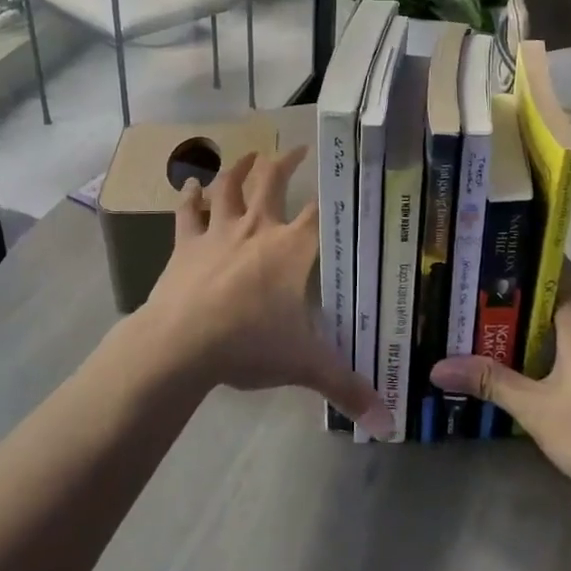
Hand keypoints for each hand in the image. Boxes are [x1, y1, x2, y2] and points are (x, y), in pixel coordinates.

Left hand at [135, 146, 392, 437]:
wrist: (182, 343)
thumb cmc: (249, 344)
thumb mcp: (305, 366)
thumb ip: (347, 388)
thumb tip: (387, 421)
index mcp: (291, 249)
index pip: (321, 213)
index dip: (334, 194)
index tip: (345, 178)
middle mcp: (257, 229)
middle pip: (273, 182)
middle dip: (286, 162)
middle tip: (297, 149)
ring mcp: (219, 232)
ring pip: (229, 187)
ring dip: (239, 168)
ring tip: (249, 154)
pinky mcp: (186, 245)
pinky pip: (188, 213)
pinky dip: (189, 197)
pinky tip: (190, 184)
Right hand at [429, 265, 570, 508]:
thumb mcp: (536, 410)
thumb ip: (490, 382)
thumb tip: (437, 368)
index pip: (550, 267)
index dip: (516, 261)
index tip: (479, 263)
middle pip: (557, 287)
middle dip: (518, 289)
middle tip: (473, 293)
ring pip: (569, 312)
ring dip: (535, 315)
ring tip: (490, 319)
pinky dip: (553, 334)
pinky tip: (526, 354)